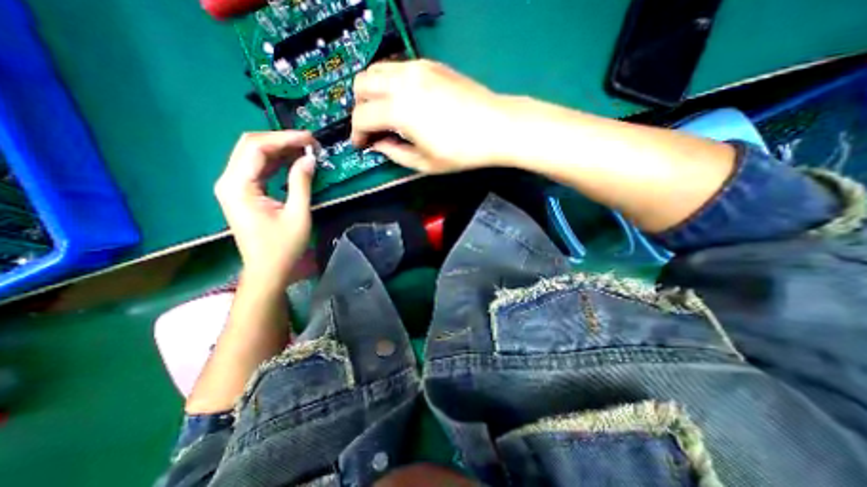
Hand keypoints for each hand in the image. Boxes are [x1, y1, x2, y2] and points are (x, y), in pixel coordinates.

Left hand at [215, 131, 317, 288]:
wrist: (267, 270)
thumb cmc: (283, 247)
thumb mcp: (297, 214)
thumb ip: (301, 183)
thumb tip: (309, 158)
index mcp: (238, 186)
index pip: (256, 147)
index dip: (284, 138)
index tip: (310, 139)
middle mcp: (229, 181)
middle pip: (251, 146)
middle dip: (281, 140)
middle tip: (310, 143)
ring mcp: (234, 187)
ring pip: (254, 155)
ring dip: (280, 149)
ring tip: (306, 149)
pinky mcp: (242, 193)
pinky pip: (258, 169)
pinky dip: (276, 162)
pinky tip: (293, 161)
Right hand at [350, 60, 513, 172]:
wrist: (496, 127)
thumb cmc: (461, 152)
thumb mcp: (424, 163)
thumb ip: (395, 153)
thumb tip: (378, 144)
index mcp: (399, 109)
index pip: (362, 117)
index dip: (356, 134)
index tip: (361, 145)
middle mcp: (403, 81)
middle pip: (361, 85)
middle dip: (360, 109)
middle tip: (371, 128)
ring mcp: (417, 68)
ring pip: (377, 70)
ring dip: (372, 92)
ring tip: (383, 113)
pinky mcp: (431, 64)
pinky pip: (398, 68)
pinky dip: (390, 83)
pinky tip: (402, 101)